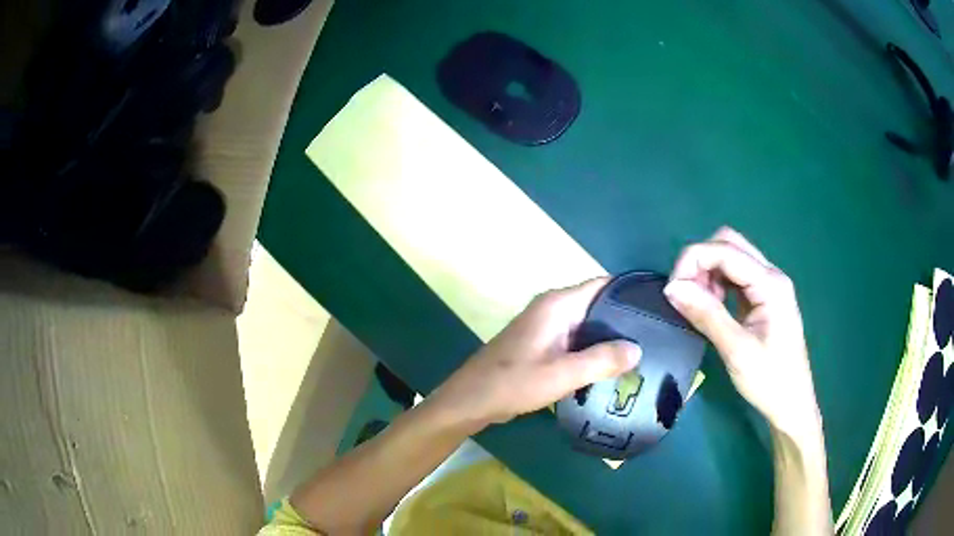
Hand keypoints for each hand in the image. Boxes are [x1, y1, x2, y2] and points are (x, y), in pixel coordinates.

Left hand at [433, 278, 641, 428]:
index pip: (602, 285)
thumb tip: (637, 349)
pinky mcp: (542, 344)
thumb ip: (601, 360)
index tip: (655, 306)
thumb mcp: (562, 374)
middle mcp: (552, 308)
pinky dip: (593, 349)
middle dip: (624, 318)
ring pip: (587, 324)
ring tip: (642, 351)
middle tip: (655, 335)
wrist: (472, 400)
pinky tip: (611, 365)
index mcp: (557, 305)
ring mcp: (546, 326)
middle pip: (597, 305)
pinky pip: (575, 340)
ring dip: (609, 337)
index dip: (628, 292)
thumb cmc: (514, 383)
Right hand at [663, 227, 822, 441]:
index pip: (725, 250)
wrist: (792, 404)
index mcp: (770, 283)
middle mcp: (771, 275)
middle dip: (701, 262)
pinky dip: (717, 284)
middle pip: (729, 244)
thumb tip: (672, 288)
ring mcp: (769, 286)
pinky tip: (712, 307)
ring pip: (731, 258)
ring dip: (708, 273)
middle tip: (685, 295)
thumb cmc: (769, 381)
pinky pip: (736, 277)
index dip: (693, 261)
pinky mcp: (763, 298)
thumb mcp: (736, 351)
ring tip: (698, 305)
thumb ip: (707, 315)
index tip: (672, 290)